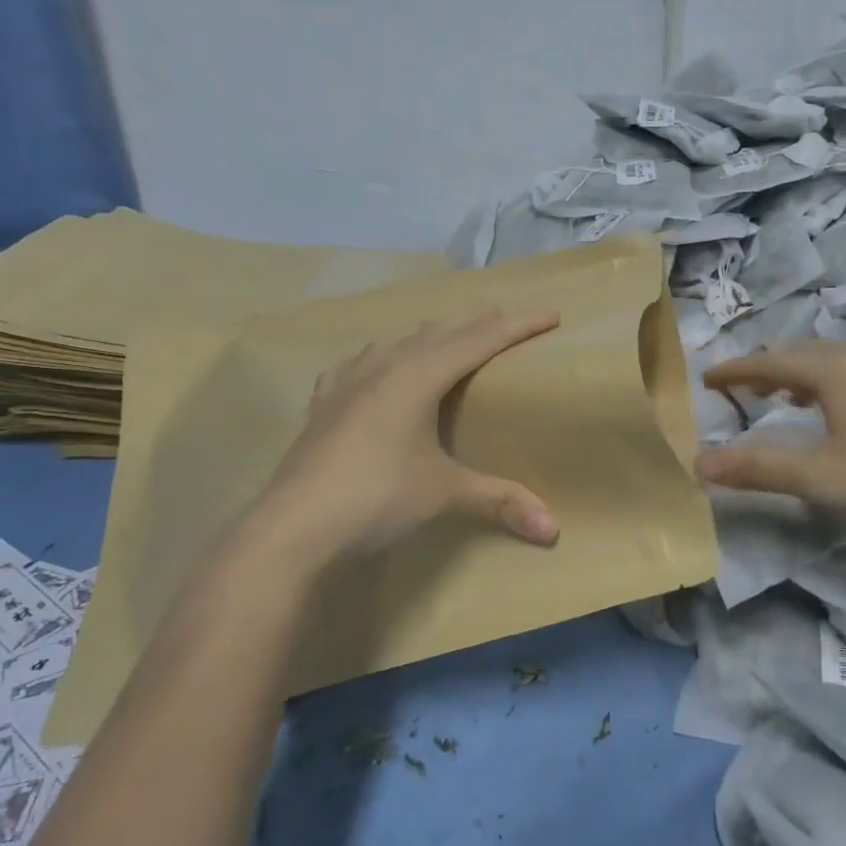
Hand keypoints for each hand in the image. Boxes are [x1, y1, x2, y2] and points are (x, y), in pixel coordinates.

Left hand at [245, 309, 561, 560]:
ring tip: (453, 338)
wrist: (292, 528)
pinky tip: (377, 366)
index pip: (479, 339)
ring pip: (400, 340)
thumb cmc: (375, 499)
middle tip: (512, 322)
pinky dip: (384, 356)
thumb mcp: (443, 495)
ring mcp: (348, 381)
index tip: (551, 315)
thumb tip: (553, 531)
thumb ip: (500, 501)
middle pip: (441, 330)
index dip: (518, 324)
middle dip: (481, 321)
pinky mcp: (324, 402)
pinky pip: (361, 363)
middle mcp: (383, 366)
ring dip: (434, 334)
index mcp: (417, 376)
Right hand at [696, 341, 845, 548]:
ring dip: (803, 372)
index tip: (706, 377)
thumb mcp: (818, 478)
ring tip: (786, 395)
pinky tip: (844, 405)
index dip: (735, 370)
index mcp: (834, 370)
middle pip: (802, 353)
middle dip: (767, 368)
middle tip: (742, 387)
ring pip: (835, 358)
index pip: (769, 362)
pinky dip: (834, 379)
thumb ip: (756, 467)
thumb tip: (699, 464)